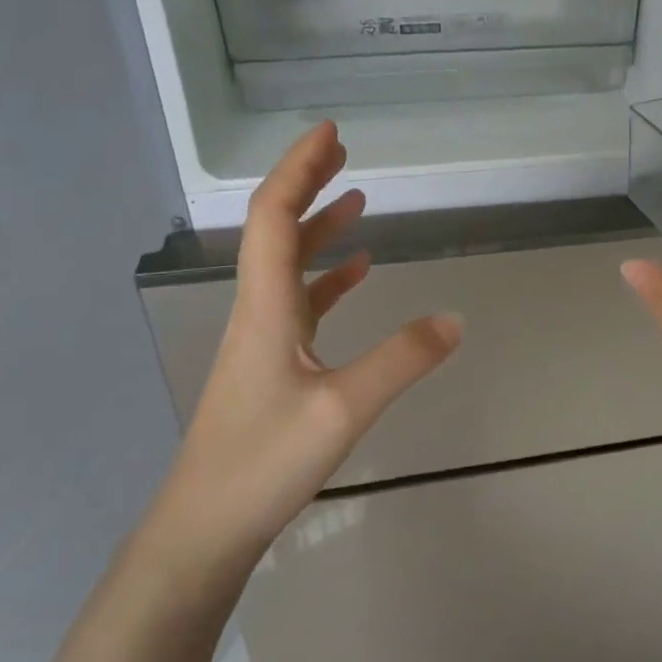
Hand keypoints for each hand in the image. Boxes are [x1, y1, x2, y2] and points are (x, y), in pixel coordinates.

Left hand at [158, 122, 462, 559]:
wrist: (205, 528)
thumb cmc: (264, 463)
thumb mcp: (344, 409)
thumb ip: (402, 360)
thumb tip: (456, 318)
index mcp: (266, 307)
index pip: (275, 218)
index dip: (299, 170)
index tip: (330, 133)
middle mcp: (258, 312)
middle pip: (276, 230)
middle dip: (307, 185)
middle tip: (342, 151)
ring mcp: (262, 340)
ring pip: (288, 266)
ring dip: (318, 227)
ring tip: (356, 200)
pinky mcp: (271, 367)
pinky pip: (300, 304)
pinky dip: (326, 278)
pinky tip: (355, 274)